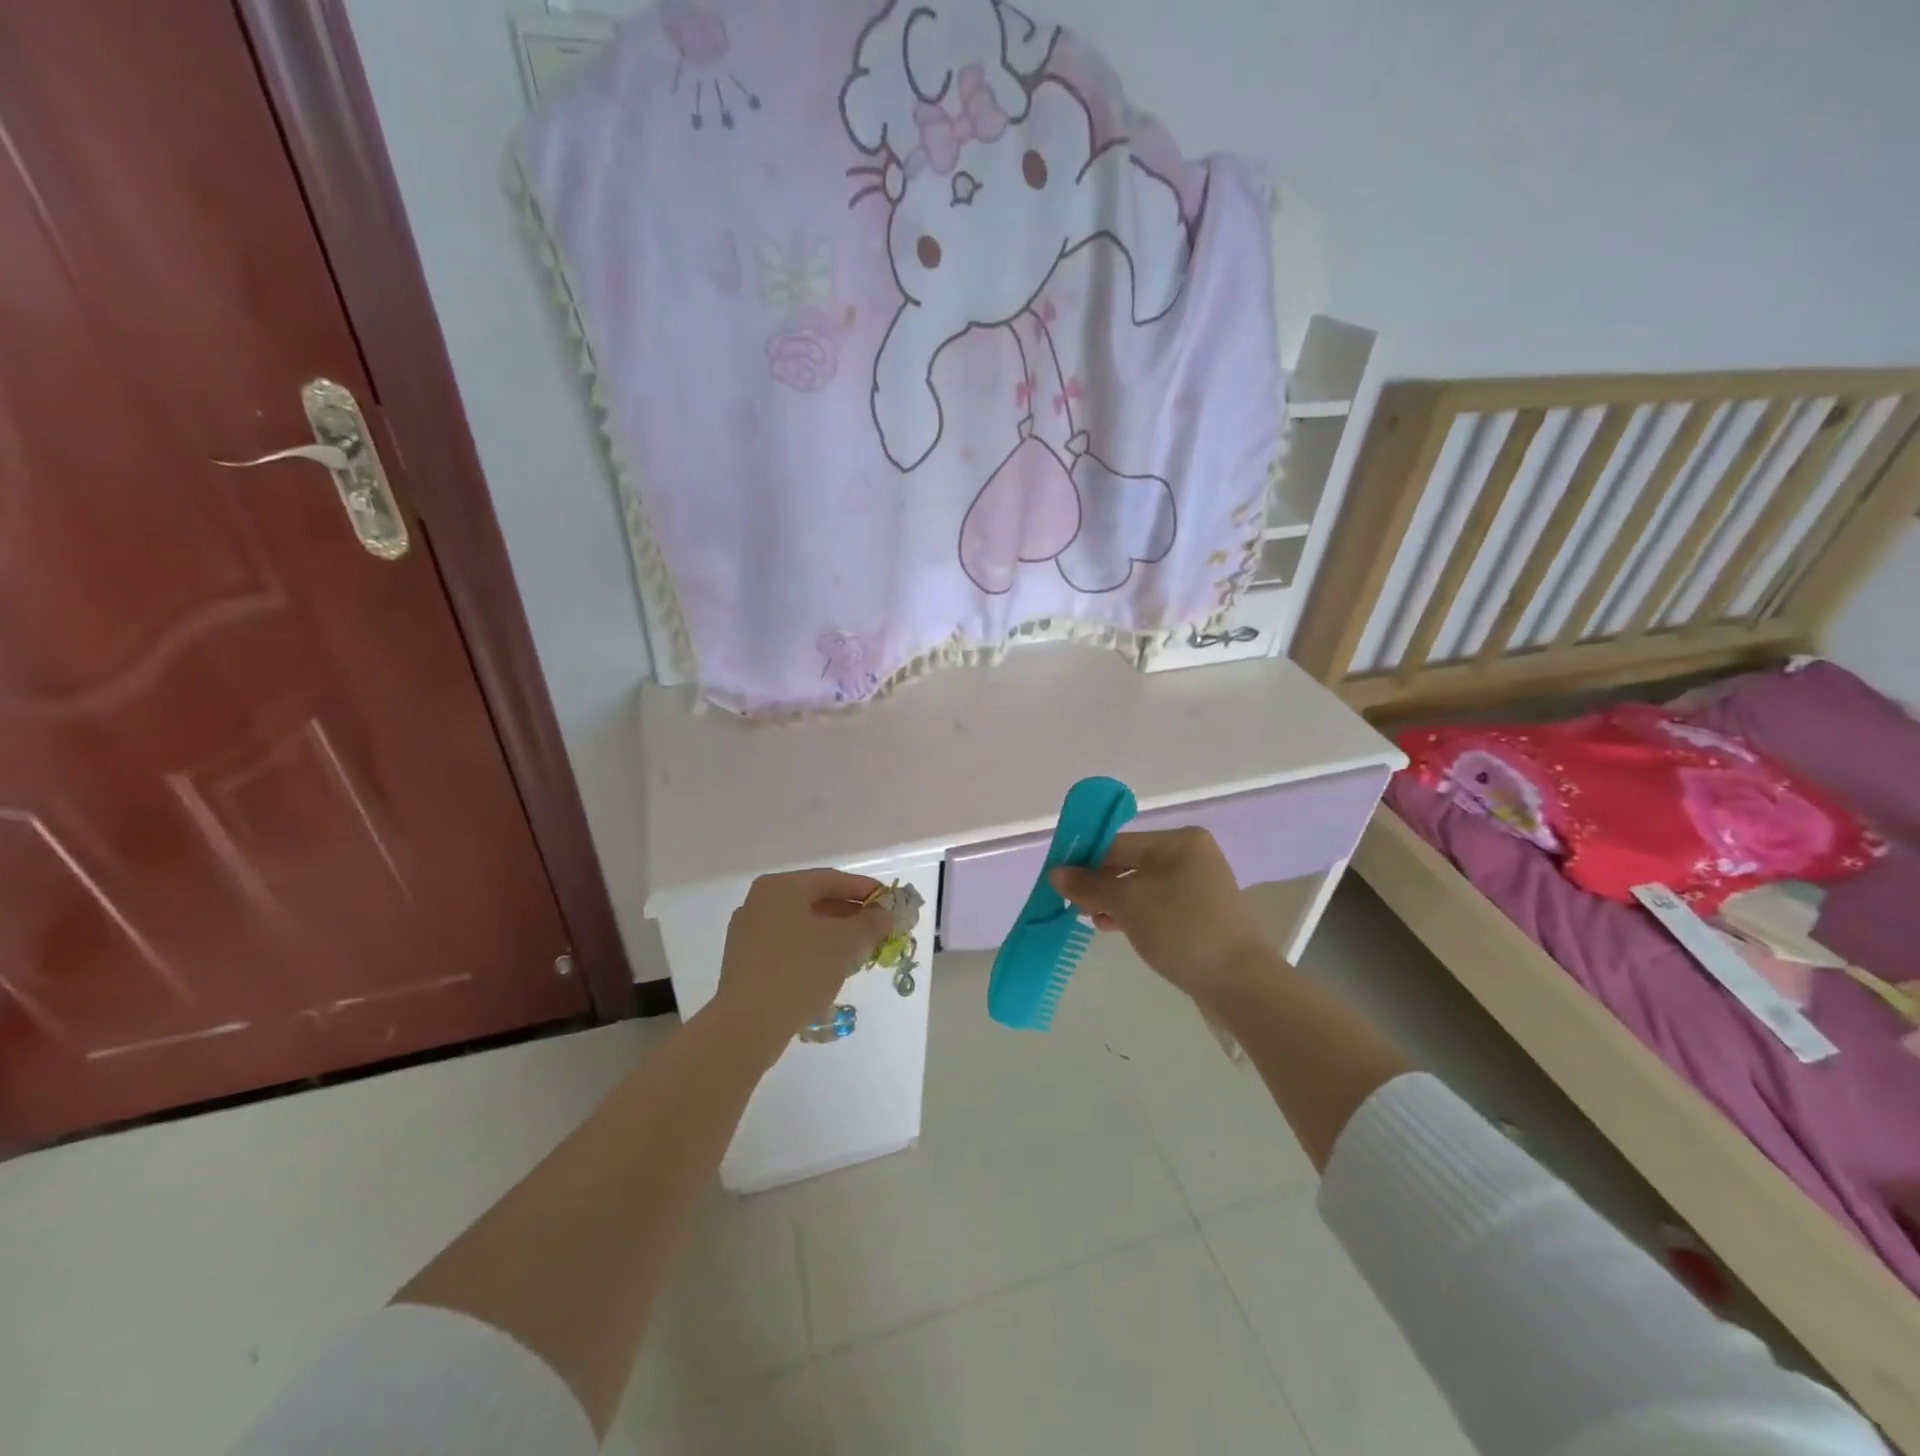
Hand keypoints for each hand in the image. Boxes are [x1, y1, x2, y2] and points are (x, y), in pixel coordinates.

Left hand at [714, 870, 892, 1052]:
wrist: (748, 1025)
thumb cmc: (799, 970)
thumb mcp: (845, 943)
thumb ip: (870, 923)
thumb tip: (884, 914)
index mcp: (780, 887)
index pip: (832, 880)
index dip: (865, 889)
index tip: (890, 902)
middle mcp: (760, 902)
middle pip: (815, 901)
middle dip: (851, 914)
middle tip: (879, 928)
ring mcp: (748, 933)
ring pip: (803, 925)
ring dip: (834, 934)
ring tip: (862, 949)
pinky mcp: (746, 962)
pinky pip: (789, 946)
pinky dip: (814, 950)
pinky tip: (832, 968)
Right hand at [1049, 827, 1264, 1003]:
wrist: (1238, 983)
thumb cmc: (1180, 930)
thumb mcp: (1128, 904)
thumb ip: (1089, 886)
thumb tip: (1055, 873)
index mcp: (1179, 841)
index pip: (1118, 844)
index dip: (1085, 861)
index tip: (1058, 882)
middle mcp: (1191, 855)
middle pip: (1129, 863)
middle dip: (1099, 884)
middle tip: (1073, 906)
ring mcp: (1199, 885)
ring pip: (1141, 886)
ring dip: (1114, 901)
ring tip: (1091, 920)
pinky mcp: (1201, 913)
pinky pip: (1157, 904)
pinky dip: (1134, 913)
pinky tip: (1113, 927)